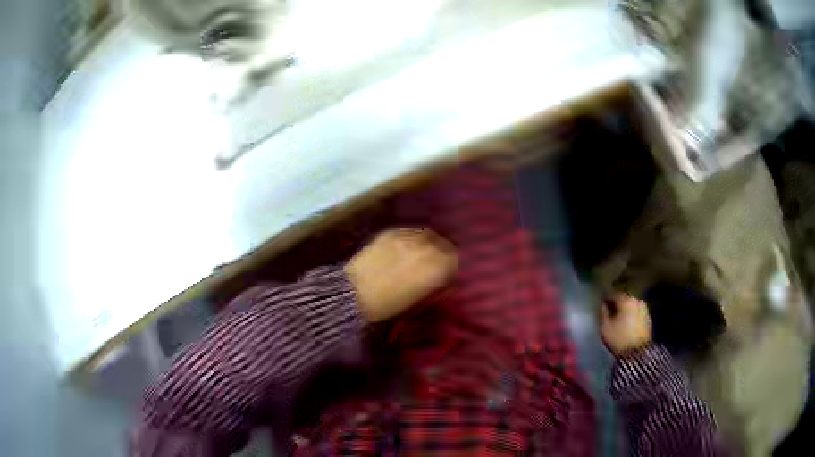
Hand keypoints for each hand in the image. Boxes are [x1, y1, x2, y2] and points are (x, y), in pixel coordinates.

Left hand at [344, 229, 457, 322]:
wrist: (354, 293)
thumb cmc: (388, 304)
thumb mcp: (418, 298)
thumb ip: (435, 284)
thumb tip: (443, 277)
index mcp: (436, 268)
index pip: (455, 261)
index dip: (454, 267)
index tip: (450, 272)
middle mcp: (426, 248)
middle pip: (444, 245)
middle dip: (444, 253)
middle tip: (441, 261)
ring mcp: (407, 237)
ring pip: (427, 235)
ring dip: (430, 243)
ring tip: (426, 251)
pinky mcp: (391, 232)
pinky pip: (409, 232)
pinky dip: (413, 238)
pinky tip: (409, 245)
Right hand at [600, 293, 651, 355]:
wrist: (637, 353)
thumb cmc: (619, 338)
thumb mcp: (605, 327)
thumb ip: (603, 313)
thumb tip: (603, 305)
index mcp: (626, 300)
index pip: (613, 294)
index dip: (606, 298)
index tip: (601, 304)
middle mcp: (637, 301)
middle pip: (624, 299)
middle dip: (617, 304)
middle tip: (609, 312)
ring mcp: (644, 309)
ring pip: (631, 306)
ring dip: (625, 310)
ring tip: (618, 319)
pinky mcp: (648, 319)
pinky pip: (636, 313)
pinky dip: (631, 316)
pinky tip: (626, 324)